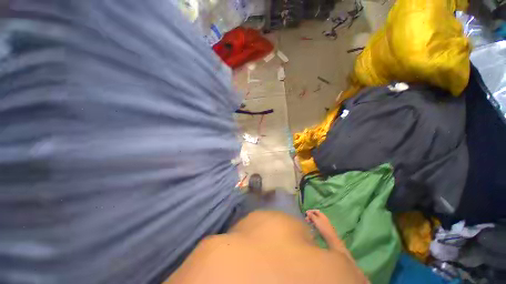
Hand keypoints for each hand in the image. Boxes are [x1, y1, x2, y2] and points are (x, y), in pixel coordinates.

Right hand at [305, 210, 334, 238]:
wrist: (330, 237)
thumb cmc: (323, 227)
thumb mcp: (316, 220)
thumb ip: (312, 216)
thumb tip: (308, 212)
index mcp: (322, 215)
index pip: (315, 211)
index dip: (310, 211)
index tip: (306, 213)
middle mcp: (323, 218)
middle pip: (315, 215)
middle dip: (310, 216)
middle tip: (305, 219)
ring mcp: (323, 223)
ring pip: (316, 220)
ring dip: (311, 220)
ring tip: (307, 222)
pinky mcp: (323, 228)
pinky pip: (317, 224)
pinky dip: (314, 224)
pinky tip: (311, 226)